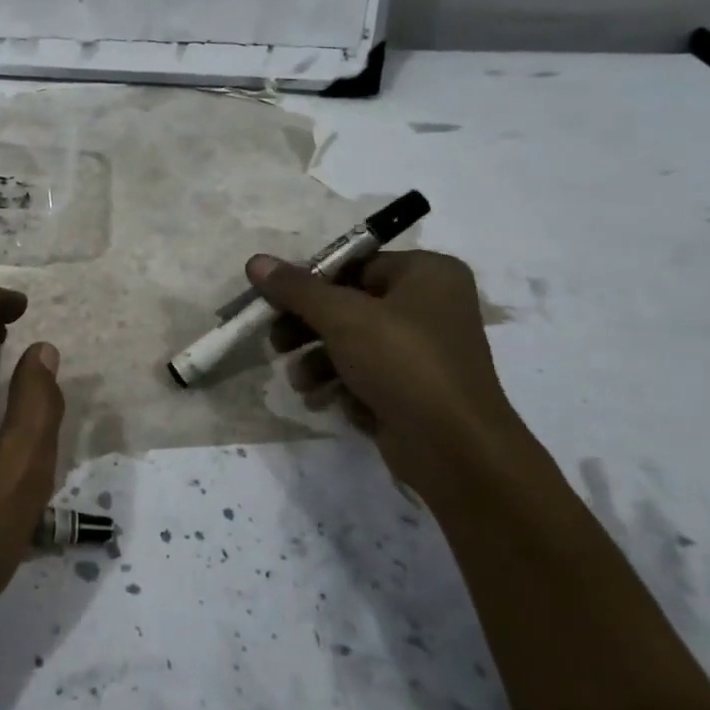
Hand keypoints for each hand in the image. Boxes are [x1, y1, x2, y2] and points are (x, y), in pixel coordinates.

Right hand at [248, 250, 531, 501]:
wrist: (453, 449)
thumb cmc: (402, 363)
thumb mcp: (342, 317)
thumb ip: (296, 288)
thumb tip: (255, 261)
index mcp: (427, 273)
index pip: (354, 265)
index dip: (309, 283)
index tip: (273, 301)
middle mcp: (431, 306)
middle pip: (349, 305)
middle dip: (308, 328)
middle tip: (276, 342)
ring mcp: (425, 352)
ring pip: (353, 344)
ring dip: (318, 362)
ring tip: (300, 382)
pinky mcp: (416, 390)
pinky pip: (368, 376)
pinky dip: (342, 386)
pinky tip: (326, 401)